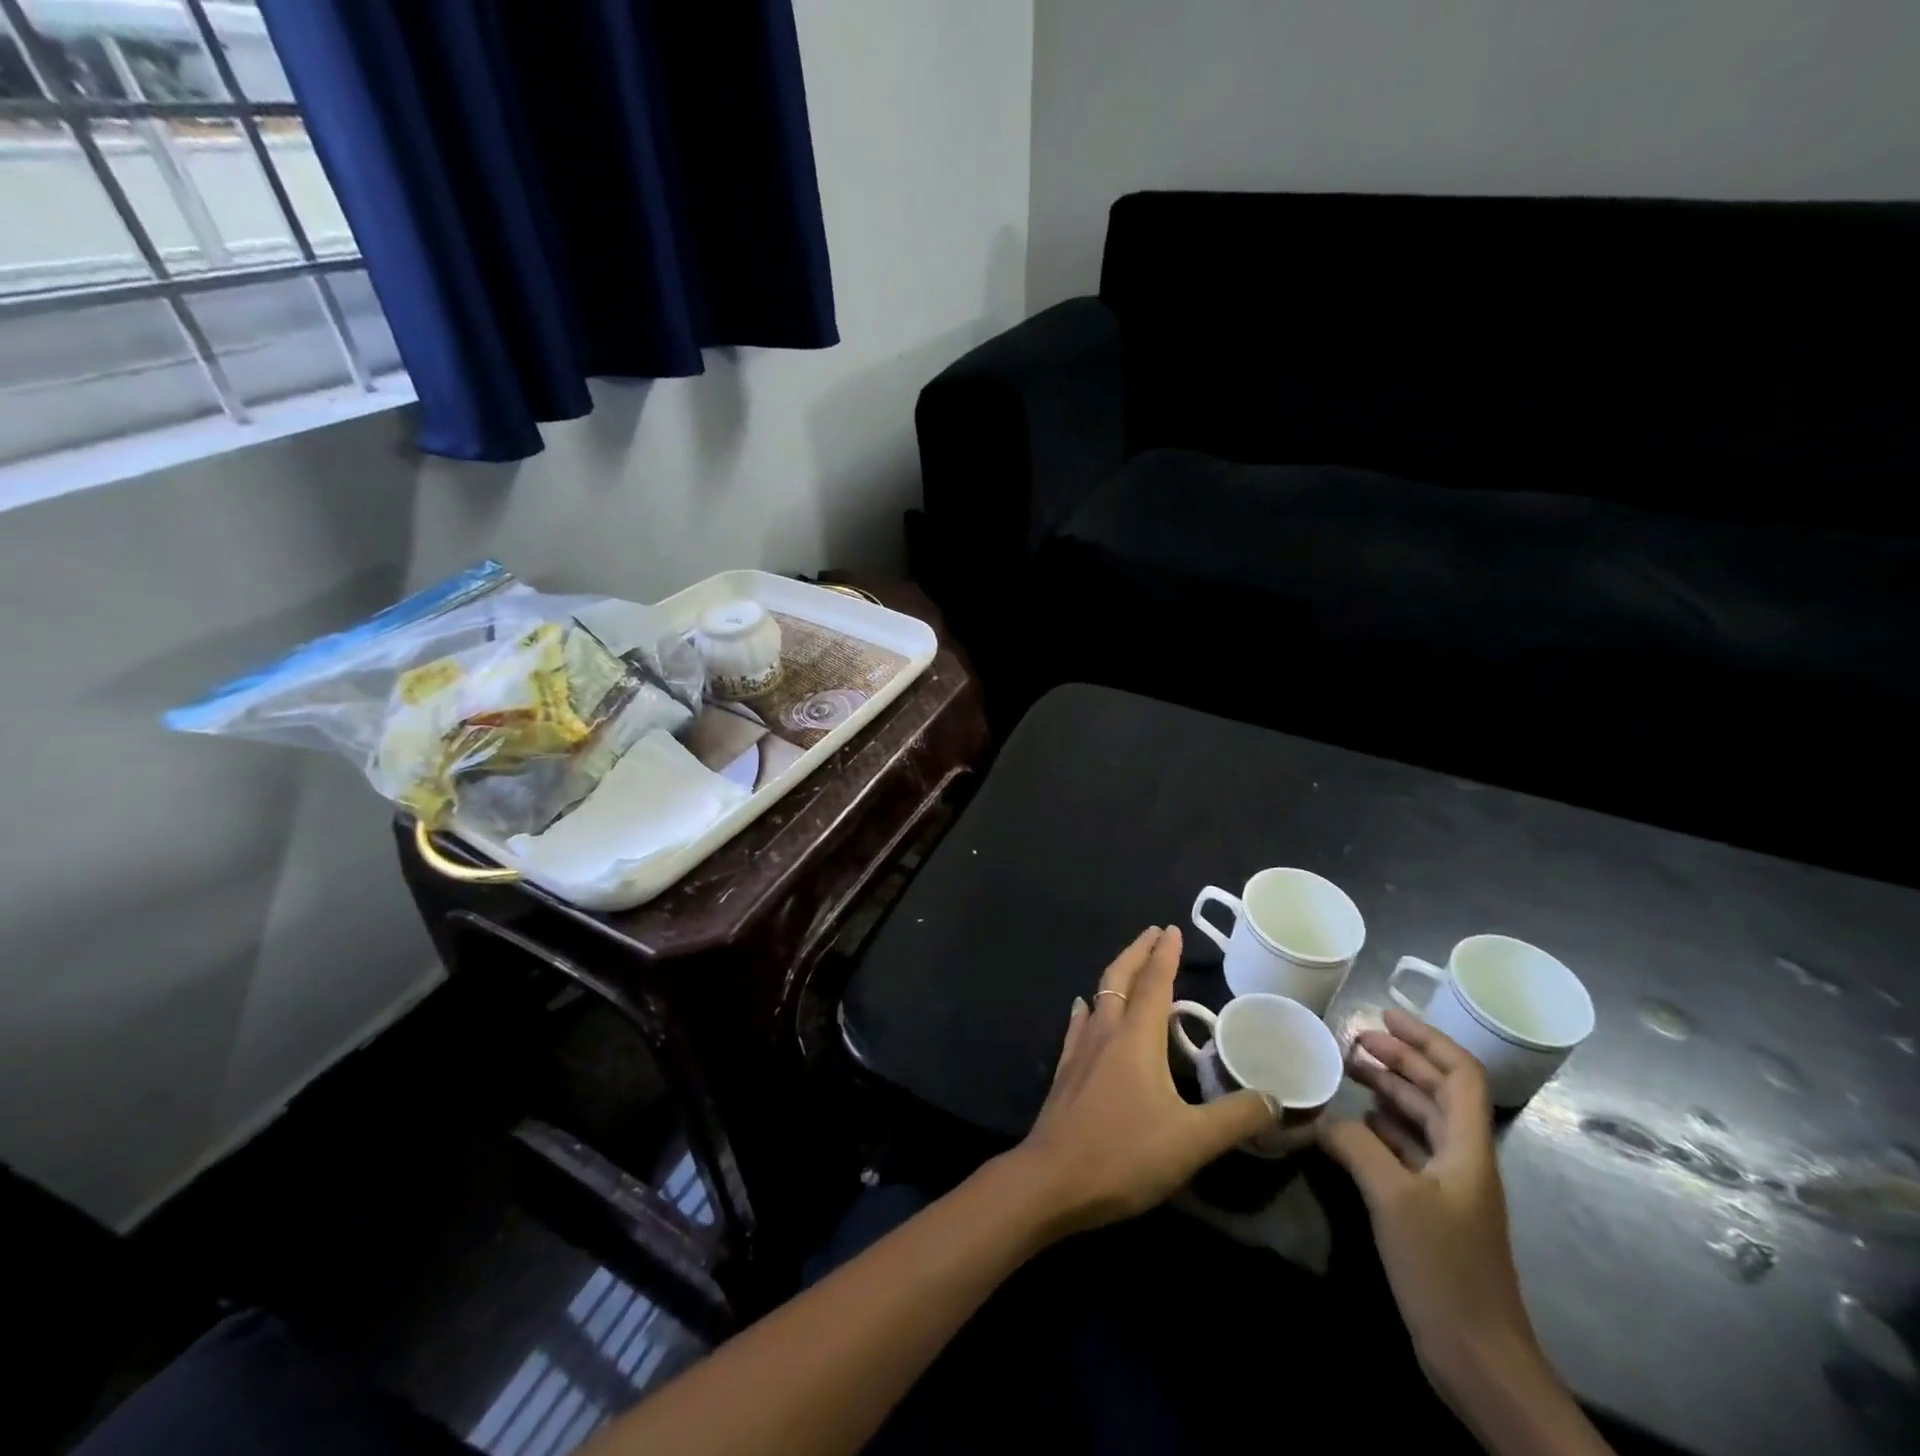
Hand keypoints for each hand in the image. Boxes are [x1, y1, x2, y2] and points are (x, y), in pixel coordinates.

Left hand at [1010, 926, 1277, 1235]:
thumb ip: (1235, 1118)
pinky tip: (1084, 1008)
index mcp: (1136, 1037)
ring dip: (1116, 976)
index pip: (1154, 982)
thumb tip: (1275, 1098)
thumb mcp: (1192, 1141)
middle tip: (1152, 933)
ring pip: (1099, 997)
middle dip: (1137, 952)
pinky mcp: (1066, 1071)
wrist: (1052, 1179)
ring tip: (1127, 967)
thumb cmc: (1124, 1154)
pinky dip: (1088, 1009)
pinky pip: (1079, 1025)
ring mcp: (1081, 1050)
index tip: (1172, 929)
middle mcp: (1106, 1032)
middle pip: (1120, 978)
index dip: (1165, 954)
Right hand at [1320, 1009, 1537, 1387]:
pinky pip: (1405, 1149)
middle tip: (1352, 1039)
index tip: (1383, 1015)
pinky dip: (1380, 1126)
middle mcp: (1462, 1158)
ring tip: (1346, 1070)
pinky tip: (1353, 1122)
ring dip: (1387, 1089)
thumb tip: (1323, 1118)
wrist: (1478, 1357)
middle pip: (1436, 1091)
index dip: (1425, 1040)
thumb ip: (1356, 1145)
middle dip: (1399, 1059)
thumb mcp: (1394, 1198)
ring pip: (1419, 1118)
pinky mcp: (1430, 1209)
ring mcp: (1447, 1186)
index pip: (1458, 1074)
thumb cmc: (1444, 1269)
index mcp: (1468, 1148)